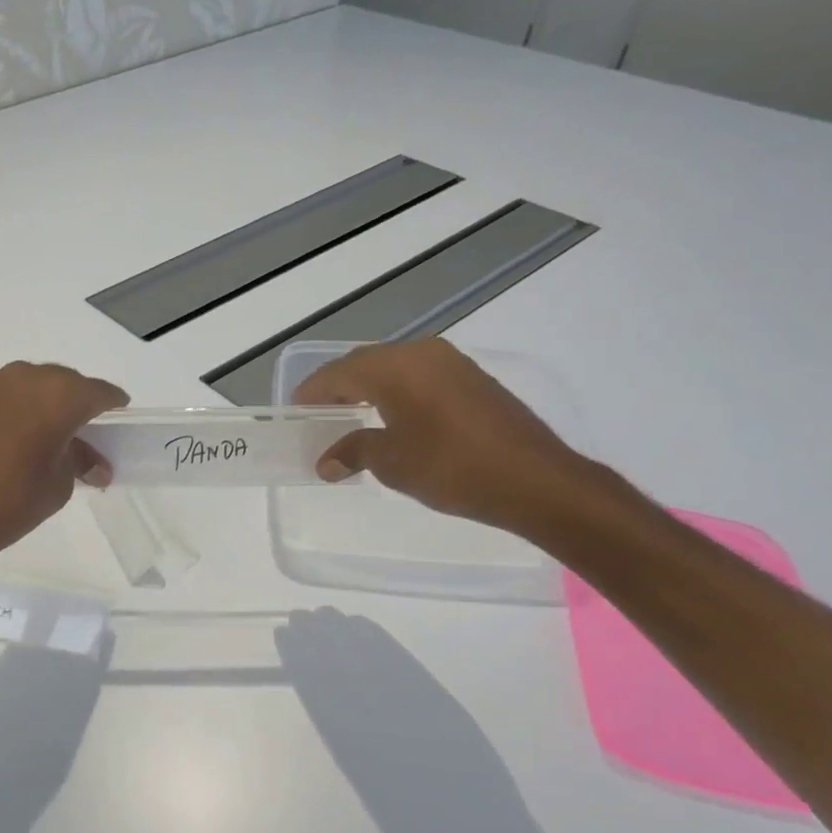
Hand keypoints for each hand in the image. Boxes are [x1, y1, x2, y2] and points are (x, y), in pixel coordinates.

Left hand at [0, 361, 127, 563]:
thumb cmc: (9, 502)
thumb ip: (79, 462)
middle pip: (62, 382)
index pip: (98, 392)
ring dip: (41, 402)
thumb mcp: (58, 486)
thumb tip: (94, 463)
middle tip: (81, 430)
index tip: (118, 415)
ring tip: (42, 433)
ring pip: (27, 384)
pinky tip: (7, 437)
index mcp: (58, 396)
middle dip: (75, 402)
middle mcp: (24, 378)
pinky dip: (10, 410)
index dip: (112, 404)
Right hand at [294, 339, 591, 531]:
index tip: (295, 411)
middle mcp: (421, 352)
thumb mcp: (392, 462)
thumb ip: (354, 452)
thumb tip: (327, 462)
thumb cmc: (452, 467)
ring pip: (395, 368)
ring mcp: (452, 363)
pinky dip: (399, 393)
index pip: (338, 372)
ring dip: (370, 389)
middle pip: (365, 364)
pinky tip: (396, 419)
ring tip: (353, 418)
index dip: (312, 392)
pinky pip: (421, 377)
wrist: (536, 480)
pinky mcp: (473, 379)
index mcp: (393, 366)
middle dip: (339, 388)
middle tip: (320, 416)